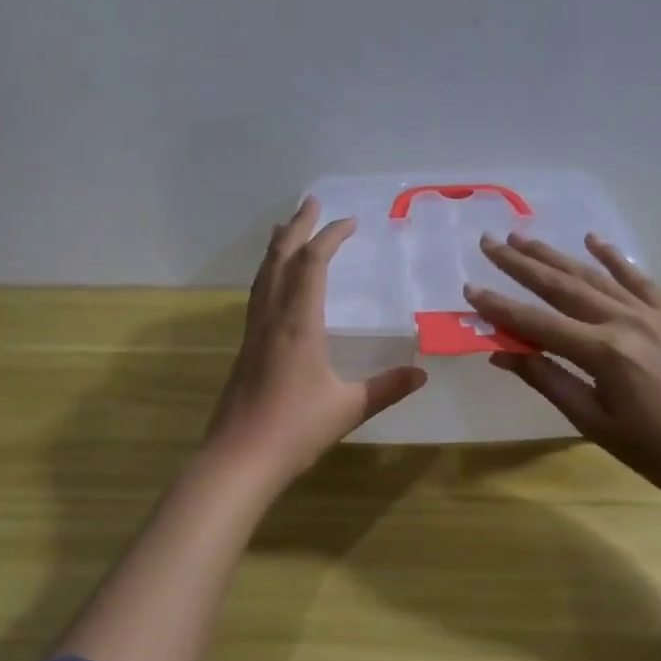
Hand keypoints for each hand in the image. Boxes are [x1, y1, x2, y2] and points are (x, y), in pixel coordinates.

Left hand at [204, 198, 427, 484]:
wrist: (238, 459)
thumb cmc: (294, 430)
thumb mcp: (348, 408)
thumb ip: (386, 388)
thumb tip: (422, 373)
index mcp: (299, 323)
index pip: (313, 264)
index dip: (331, 236)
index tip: (351, 221)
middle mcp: (273, 317)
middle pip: (282, 258)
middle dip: (298, 227)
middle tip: (311, 202)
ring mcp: (255, 330)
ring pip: (264, 274)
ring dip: (278, 246)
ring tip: (285, 226)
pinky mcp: (245, 346)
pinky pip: (258, 294)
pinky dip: (269, 272)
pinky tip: (272, 280)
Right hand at [466, 233, 660, 499]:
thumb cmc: (658, 453)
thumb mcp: (594, 424)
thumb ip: (548, 381)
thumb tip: (502, 353)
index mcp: (603, 353)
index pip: (536, 323)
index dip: (500, 307)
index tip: (470, 288)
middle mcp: (624, 321)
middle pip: (561, 286)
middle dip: (520, 264)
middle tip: (490, 242)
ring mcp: (652, 314)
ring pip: (593, 276)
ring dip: (555, 255)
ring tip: (523, 238)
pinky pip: (638, 279)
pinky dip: (613, 258)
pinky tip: (592, 240)